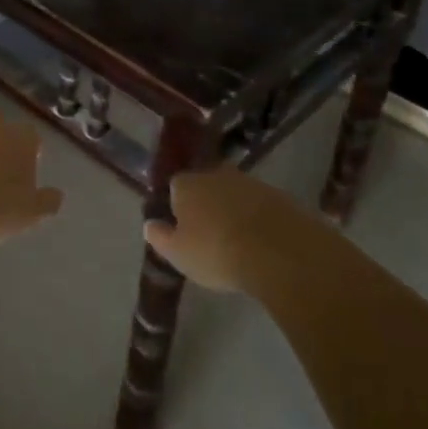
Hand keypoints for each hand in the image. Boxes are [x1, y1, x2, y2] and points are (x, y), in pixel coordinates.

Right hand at [143, 169, 304, 292]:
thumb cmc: (217, 252)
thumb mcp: (179, 254)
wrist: (278, 251)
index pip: (175, 186)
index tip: (183, 227)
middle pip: (206, 184)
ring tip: (238, 238)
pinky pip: (260, 204)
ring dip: (234, 208)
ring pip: (234, 193)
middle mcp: (216, 174)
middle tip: (210, 231)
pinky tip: (261, 240)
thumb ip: (160, 237)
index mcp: (187, 184)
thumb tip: (149, 225)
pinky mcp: (278, 195)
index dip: (178, 205)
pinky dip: (258, 217)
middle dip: (206, 202)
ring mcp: (249, 182)